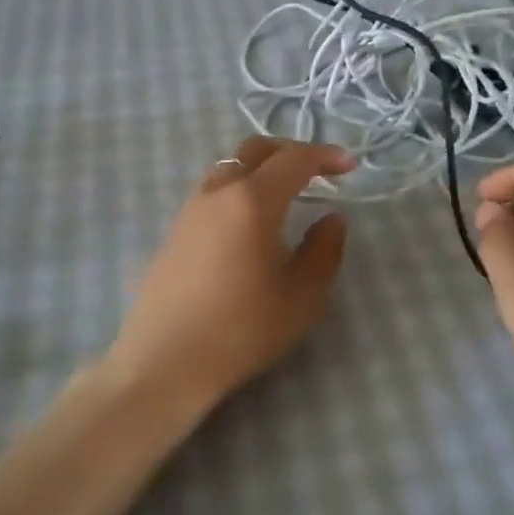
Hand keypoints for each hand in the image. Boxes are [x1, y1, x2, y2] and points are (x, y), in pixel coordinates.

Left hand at [102, 137, 354, 414]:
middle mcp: (216, 193)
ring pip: (228, 169)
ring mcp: (189, 211)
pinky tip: (248, 223)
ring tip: (283, 194)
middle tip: (317, 169)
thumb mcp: (301, 297)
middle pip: (253, 151)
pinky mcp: (173, 232)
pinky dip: (238, 190)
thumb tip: (332, 219)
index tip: (349, 166)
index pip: (293, 160)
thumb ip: (324, 250)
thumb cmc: (241, 330)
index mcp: (252, 201)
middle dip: (289, 152)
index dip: (325, 156)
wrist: (164, 363)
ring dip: (259, 169)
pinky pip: (211, 193)